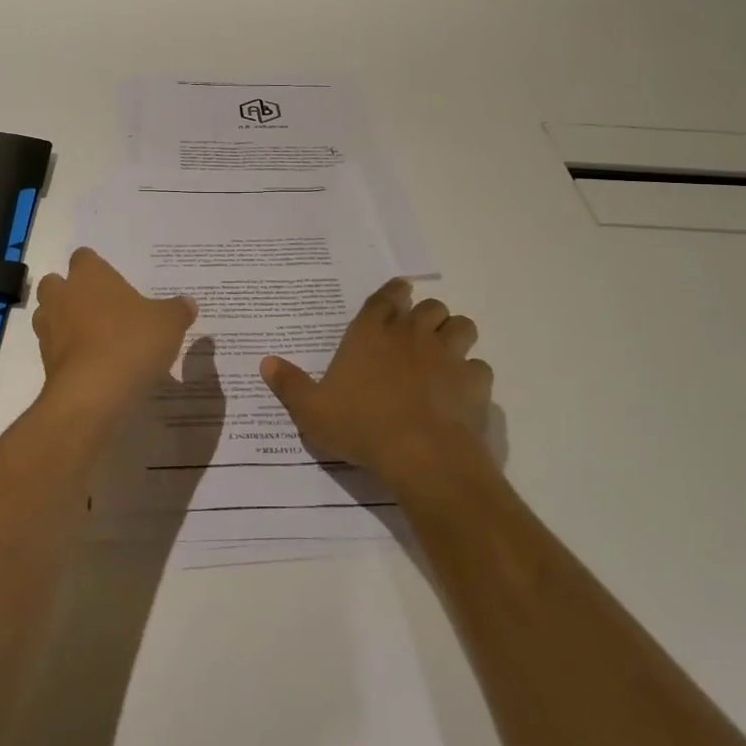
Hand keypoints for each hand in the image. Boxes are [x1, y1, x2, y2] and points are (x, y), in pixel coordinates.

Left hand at [33, 248, 196, 412]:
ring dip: (65, 323)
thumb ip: (178, 310)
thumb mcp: (169, 323)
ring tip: (94, 338)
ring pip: (48, 316)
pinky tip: (93, 366)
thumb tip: (188, 303)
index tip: (113, 280)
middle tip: (99, 306)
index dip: (96, 266)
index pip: (84, 257)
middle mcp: (62, 297)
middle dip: (71, 292)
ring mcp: (49, 330)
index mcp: (90, 276)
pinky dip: (68, 354)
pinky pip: (55, 350)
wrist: (92, 394)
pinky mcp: (46, 363)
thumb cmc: (131, 342)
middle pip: (55, 283)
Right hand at [261, 280, 494, 494]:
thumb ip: (290, 384)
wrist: (421, 455)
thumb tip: (266, 362)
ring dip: (455, 334)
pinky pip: (479, 367)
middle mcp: (410, 335)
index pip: (384, 298)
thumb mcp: (311, 411)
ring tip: (446, 352)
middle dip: (426, 314)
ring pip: (461, 326)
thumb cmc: (360, 426)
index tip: (400, 290)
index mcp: (369, 335)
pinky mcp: (473, 381)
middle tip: (418, 332)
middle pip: (429, 307)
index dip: (393, 292)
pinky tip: (462, 390)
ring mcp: (446, 356)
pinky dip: (472, 375)